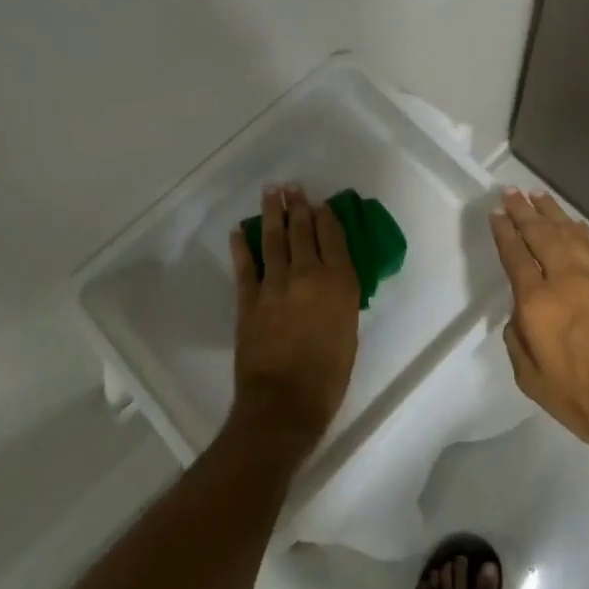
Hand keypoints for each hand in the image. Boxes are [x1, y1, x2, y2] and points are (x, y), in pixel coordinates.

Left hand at [228, 183, 361, 461]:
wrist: (285, 403)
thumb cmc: (328, 375)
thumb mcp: (349, 331)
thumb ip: (340, 298)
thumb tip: (331, 279)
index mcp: (339, 282)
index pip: (333, 237)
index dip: (326, 216)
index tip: (321, 203)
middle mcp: (308, 274)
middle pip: (303, 231)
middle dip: (299, 206)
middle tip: (293, 186)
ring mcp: (275, 284)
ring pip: (274, 239)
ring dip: (273, 213)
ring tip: (271, 192)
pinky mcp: (249, 299)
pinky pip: (245, 265)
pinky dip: (242, 246)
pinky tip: (239, 230)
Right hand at [490, 189, 588, 460]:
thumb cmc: (583, 399)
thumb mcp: (531, 379)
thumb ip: (518, 338)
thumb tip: (521, 311)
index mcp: (538, 303)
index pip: (516, 255)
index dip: (504, 232)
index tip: (496, 213)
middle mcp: (566, 279)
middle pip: (541, 234)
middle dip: (523, 211)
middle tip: (511, 192)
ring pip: (570, 233)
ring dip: (551, 212)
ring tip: (537, 195)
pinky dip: (581, 230)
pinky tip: (573, 222)